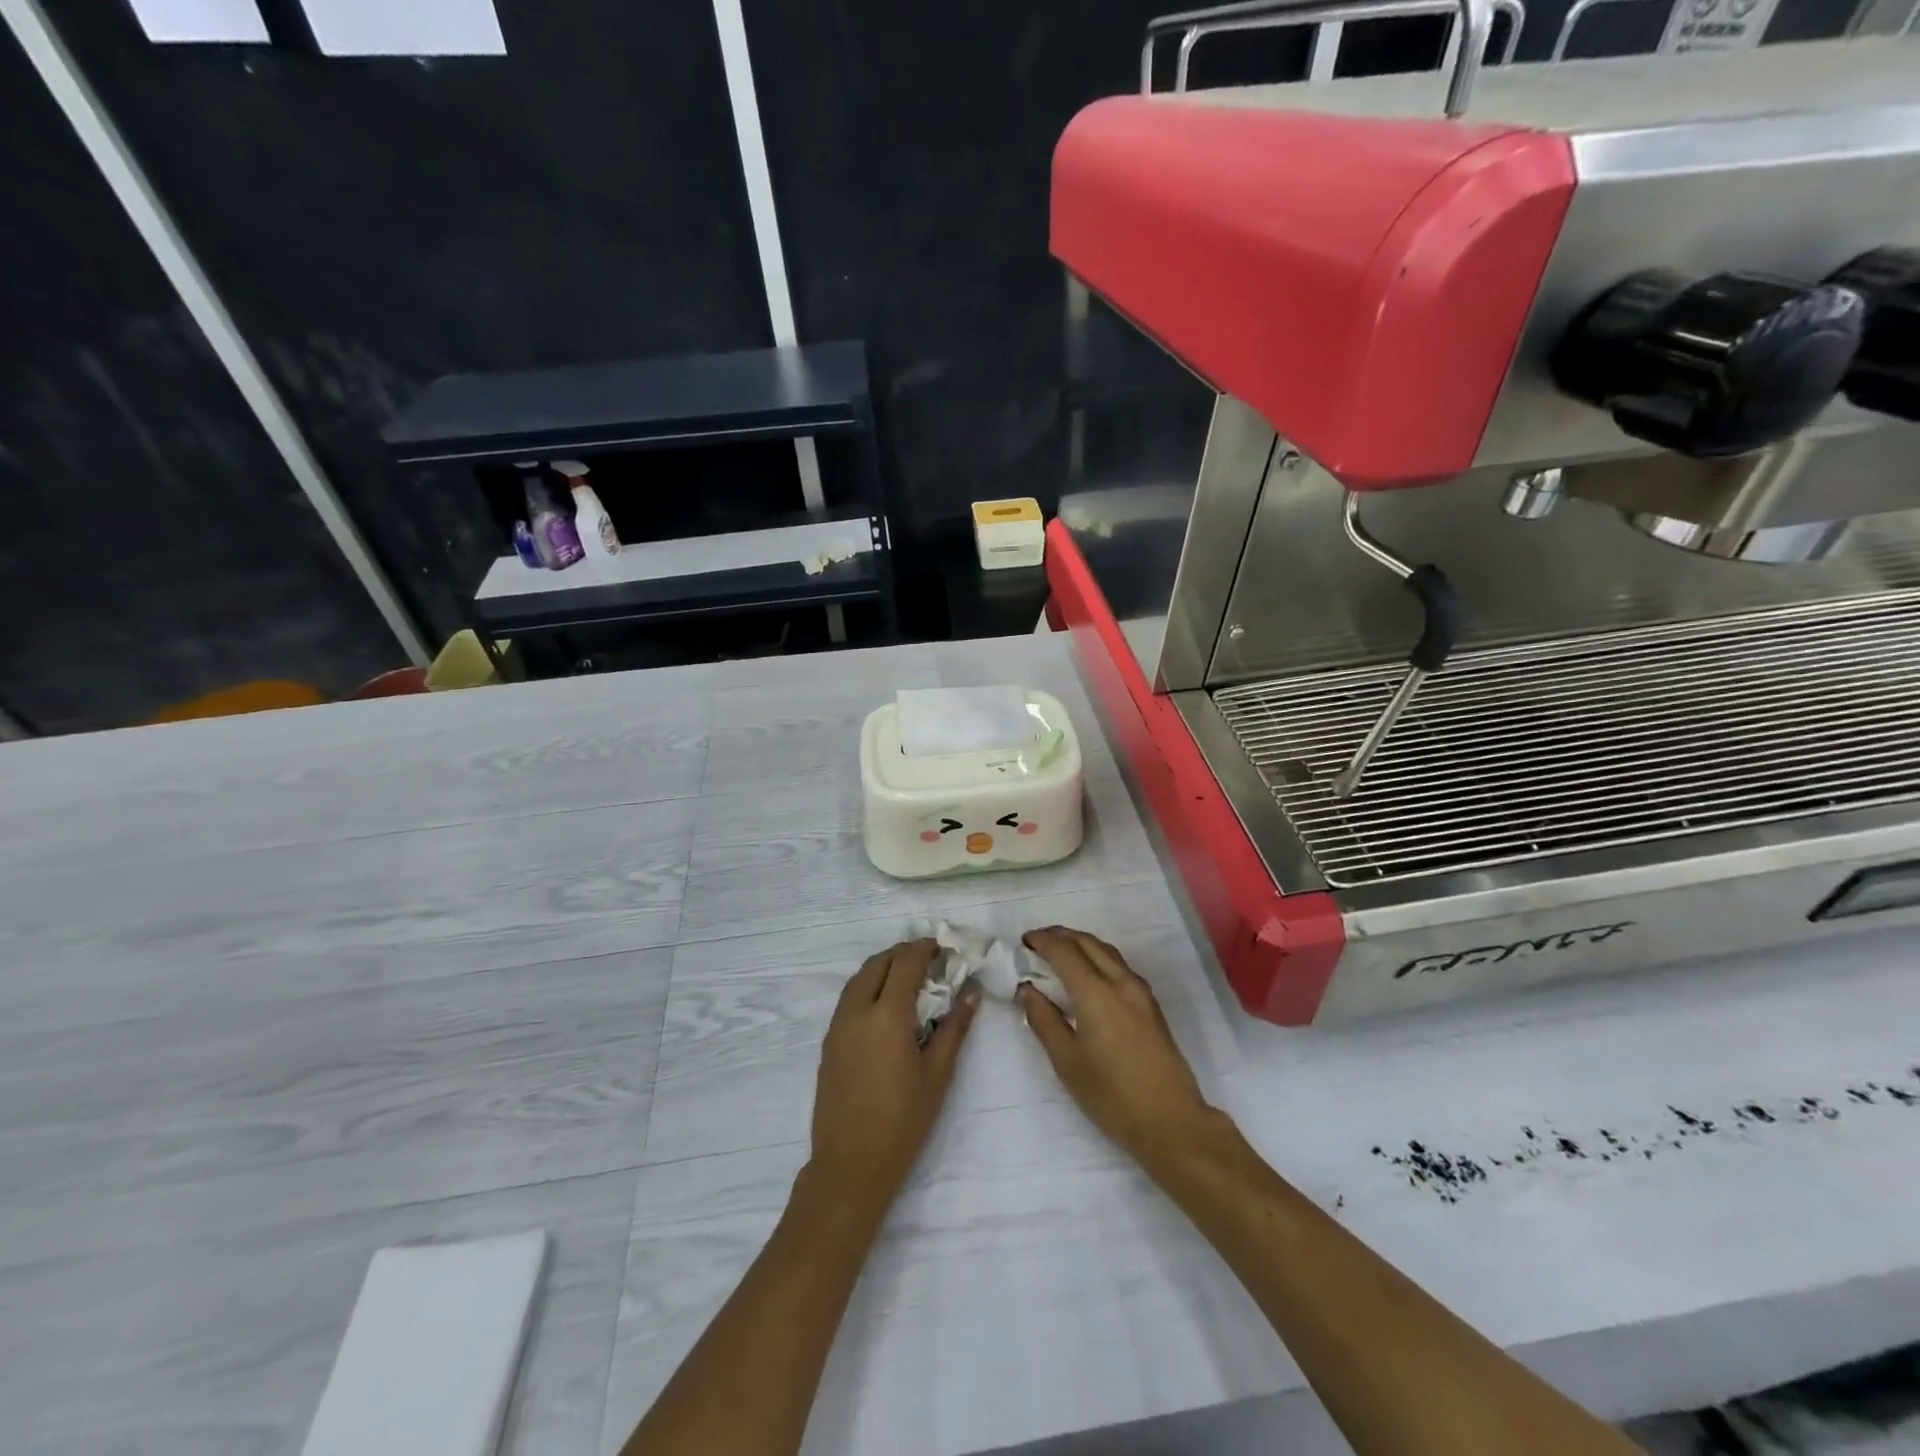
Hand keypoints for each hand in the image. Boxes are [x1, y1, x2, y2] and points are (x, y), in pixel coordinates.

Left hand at [808, 939, 977, 1212]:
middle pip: (878, 963)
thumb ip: (954, 1028)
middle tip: (927, 958)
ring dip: (882, 966)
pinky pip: (849, 998)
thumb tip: (970, 992)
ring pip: (858, 978)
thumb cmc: (902, 1122)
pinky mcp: (828, 1042)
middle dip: (902, 953)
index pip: (906, 964)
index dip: (924, 949)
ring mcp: (838, 1026)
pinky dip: (867, 985)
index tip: (942, 946)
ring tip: (907, 975)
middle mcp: (857, 1011)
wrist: (850, 1165)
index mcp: (887, 1015)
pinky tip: (884, 1003)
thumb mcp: (937, 1075)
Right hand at [1019, 927, 1223, 1180]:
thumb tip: (1027, 989)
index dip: (1042, 941)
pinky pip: (1119, 965)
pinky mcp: (1151, 1004)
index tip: (1023, 941)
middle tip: (1037, 942)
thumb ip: (1044, 1020)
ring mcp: (1141, 991)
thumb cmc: (1111, 1096)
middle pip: (1088, 942)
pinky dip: (1097, 957)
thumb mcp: (1067, 1062)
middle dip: (1060, 936)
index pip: (1064, 951)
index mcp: (1097, 993)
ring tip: (1059, 952)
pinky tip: (1087, 974)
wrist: (1170, 1122)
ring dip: (1080, 944)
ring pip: (1107, 951)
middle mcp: (1121, 982)